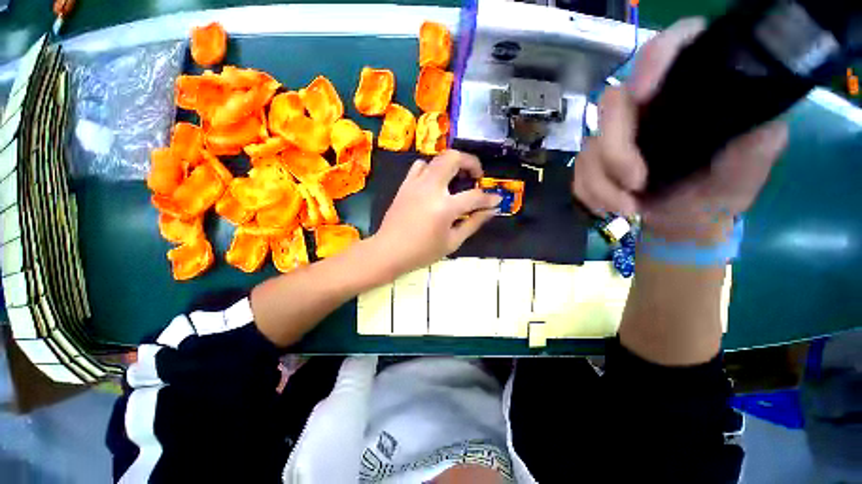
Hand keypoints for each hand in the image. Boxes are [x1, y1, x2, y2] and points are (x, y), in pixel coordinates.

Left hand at [373, 150, 500, 273]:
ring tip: (455, 179)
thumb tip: (491, 210)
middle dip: (471, 162)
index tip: (495, 200)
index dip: (489, 198)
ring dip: (451, 164)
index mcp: (444, 207)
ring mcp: (416, 184)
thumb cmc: (422, 252)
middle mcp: (431, 189)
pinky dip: (431, 168)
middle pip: (454, 158)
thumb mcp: (452, 242)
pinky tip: (434, 183)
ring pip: (437, 158)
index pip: (474, 196)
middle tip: (475, 176)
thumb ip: (473, 223)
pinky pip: (419, 166)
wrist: (388, 251)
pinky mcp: (405, 185)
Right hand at [573, 17, 788, 242]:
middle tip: (635, 183)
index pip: (673, 45)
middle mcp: (649, 104)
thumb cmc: (718, 193)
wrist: (681, 221)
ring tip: (627, 207)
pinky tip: (609, 207)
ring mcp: (617, 133)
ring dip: (602, 183)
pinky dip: (590, 192)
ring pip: (589, 146)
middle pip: (613, 104)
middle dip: (616, 150)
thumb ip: (754, 149)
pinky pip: (578, 172)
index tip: (646, 94)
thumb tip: (758, 125)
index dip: (655, 59)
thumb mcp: (745, 173)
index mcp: (691, 90)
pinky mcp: (595, 159)